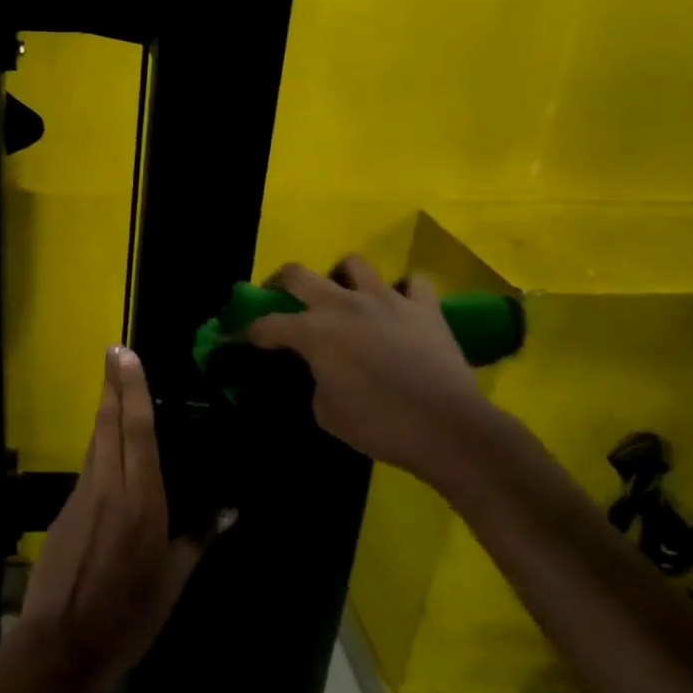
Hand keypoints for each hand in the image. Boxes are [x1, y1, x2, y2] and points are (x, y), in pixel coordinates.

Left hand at [16, 347, 224, 692]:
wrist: (58, 645)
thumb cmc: (126, 616)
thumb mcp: (172, 581)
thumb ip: (198, 539)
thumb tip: (229, 510)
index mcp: (139, 500)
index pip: (136, 430)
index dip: (132, 389)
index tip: (126, 354)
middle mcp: (107, 486)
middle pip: (107, 424)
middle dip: (111, 385)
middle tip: (114, 352)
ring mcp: (80, 497)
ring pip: (94, 442)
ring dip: (103, 411)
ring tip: (114, 388)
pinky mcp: (65, 511)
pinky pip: (88, 468)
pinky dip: (99, 446)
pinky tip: (109, 450)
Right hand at [246, 257, 506, 488]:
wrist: (447, 428)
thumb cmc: (379, 425)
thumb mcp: (326, 412)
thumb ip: (315, 381)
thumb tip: (321, 370)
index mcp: (313, 332)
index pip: (267, 324)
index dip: (251, 331)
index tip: (246, 338)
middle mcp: (343, 305)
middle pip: (298, 274)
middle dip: (281, 284)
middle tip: (282, 298)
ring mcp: (386, 299)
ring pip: (353, 265)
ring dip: (343, 278)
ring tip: (346, 297)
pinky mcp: (424, 306)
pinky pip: (413, 282)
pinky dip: (404, 291)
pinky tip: (400, 307)